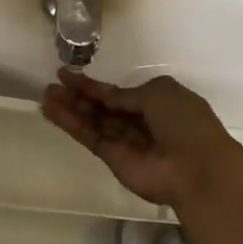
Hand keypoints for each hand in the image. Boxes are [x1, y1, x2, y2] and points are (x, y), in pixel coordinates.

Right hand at [39, 68, 242, 211]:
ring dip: (70, 108)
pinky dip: (70, 124)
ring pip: (93, 121)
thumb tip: (109, 97)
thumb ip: (127, 94)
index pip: (119, 93)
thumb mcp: (159, 93)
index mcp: (157, 102)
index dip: (95, 85)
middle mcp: (140, 121)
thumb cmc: (185, 123)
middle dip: (78, 95)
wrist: (197, 169)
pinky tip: (51, 111)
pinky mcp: (113, 159)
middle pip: (103, 106)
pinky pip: (89, 137)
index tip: (68, 74)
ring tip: (45, 95)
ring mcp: (126, 141)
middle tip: (52, 84)